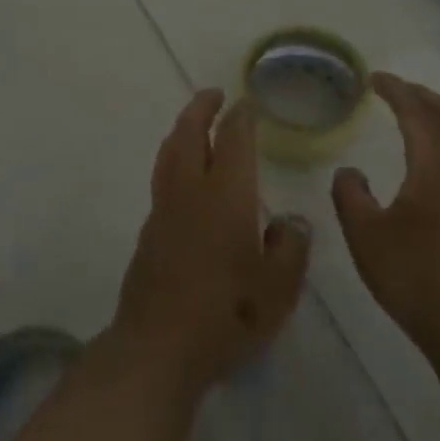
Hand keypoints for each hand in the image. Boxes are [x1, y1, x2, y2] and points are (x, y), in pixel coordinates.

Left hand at [113, 89, 311, 396]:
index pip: (233, 141)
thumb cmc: (228, 315)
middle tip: (213, 94)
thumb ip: (290, 248)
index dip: (241, 118)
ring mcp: (164, 211)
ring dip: (182, 131)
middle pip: (189, 135)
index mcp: (226, 197)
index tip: (247, 103)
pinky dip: (173, 161)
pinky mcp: (149, 233)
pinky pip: (162, 180)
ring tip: (194, 123)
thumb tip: (290, 223)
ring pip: (169, 155)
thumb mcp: (279, 288)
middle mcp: (190, 193)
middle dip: (200, 109)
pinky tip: (184, 176)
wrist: (159, 346)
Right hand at [332, 73, 439, 368]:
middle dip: (421, 96)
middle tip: (393, 88)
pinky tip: (426, 158)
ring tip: (410, 113)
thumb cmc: (414, 276)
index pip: (417, 113)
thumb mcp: (365, 235)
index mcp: (434, 168)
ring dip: (436, 116)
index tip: (374, 79)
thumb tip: (349, 172)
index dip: (396, 91)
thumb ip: (351, 195)